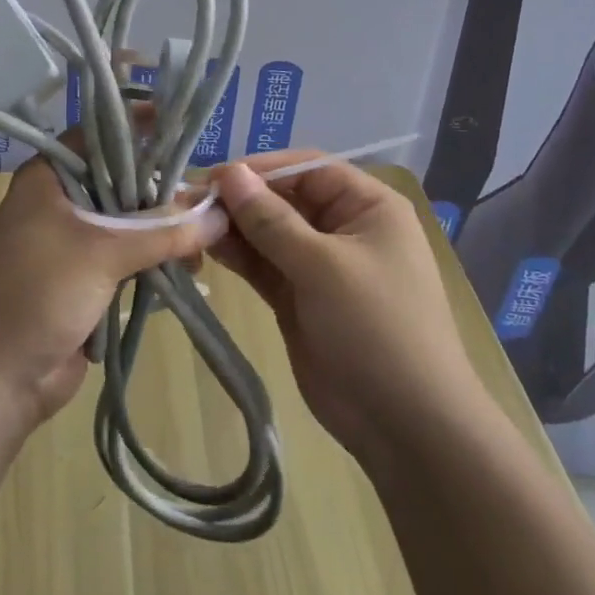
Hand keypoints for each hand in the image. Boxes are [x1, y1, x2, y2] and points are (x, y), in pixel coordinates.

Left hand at [0, 153, 228, 429]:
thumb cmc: (37, 294)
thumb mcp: (103, 252)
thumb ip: (163, 231)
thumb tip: (221, 213)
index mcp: (51, 177)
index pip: (102, 136)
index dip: (142, 127)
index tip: (186, 127)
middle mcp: (62, 201)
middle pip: (123, 181)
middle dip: (165, 190)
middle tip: (212, 196)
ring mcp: (75, 242)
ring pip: (131, 223)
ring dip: (166, 231)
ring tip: (209, 239)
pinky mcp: (88, 279)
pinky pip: (130, 258)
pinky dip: (157, 260)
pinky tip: (191, 267)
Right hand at [209, 156, 484, 463]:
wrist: (406, 426)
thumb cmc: (376, 328)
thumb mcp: (323, 266)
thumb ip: (270, 219)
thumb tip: (228, 172)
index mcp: (368, 206)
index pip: (307, 168)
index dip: (260, 169)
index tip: (213, 177)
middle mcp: (344, 227)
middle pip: (284, 198)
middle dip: (240, 199)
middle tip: (188, 202)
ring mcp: (320, 266)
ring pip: (269, 233)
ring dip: (233, 227)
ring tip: (189, 225)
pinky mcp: (299, 298)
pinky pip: (264, 265)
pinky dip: (238, 256)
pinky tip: (206, 248)